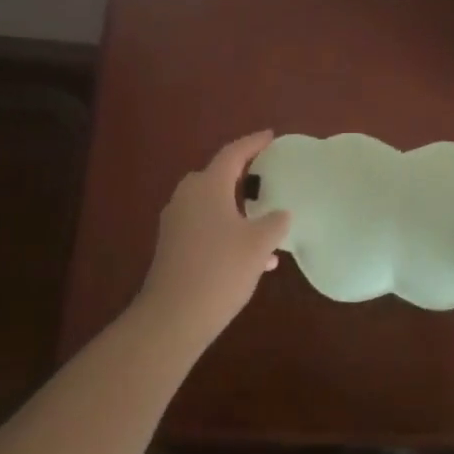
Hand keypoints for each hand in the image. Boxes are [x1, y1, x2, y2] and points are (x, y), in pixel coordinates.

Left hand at [136, 130, 290, 349]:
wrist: (173, 317)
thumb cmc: (220, 270)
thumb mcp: (259, 245)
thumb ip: (274, 223)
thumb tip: (281, 214)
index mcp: (208, 186)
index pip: (233, 153)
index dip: (253, 143)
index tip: (270, 136)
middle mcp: (188, 197)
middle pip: (217, 177)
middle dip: (241, 176)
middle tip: (265, 176)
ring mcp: (176, 222)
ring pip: (212, 205)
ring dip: (236, 210)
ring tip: (265, 223)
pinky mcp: (172, 246)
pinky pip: (204, 226)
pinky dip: (226, 231)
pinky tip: (251, 258)